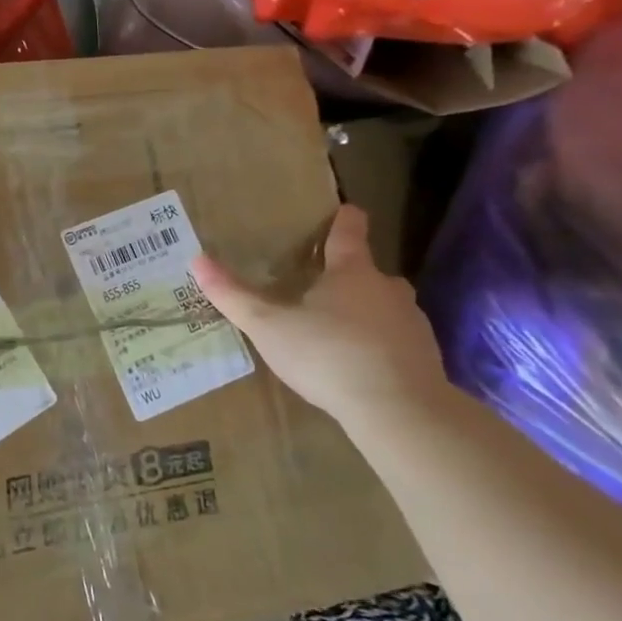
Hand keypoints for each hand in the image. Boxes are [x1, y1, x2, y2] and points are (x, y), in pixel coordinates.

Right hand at [189, 205, 448, 430]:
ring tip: (335, 331)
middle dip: (346, 276)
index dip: (344, 219)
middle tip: (319, 288)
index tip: (345, 210)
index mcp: (351, 272)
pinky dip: (378, 344)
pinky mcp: (424, 356)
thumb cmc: (327, 355)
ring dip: (364, 312)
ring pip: (384, 307)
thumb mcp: (267, 326)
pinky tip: (359, 365)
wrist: (399, 410)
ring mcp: (411, 322)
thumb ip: (233, 296)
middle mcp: (386, 288)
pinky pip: (396, 340)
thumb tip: (197, 259)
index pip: (349, 233)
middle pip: (367, 272)